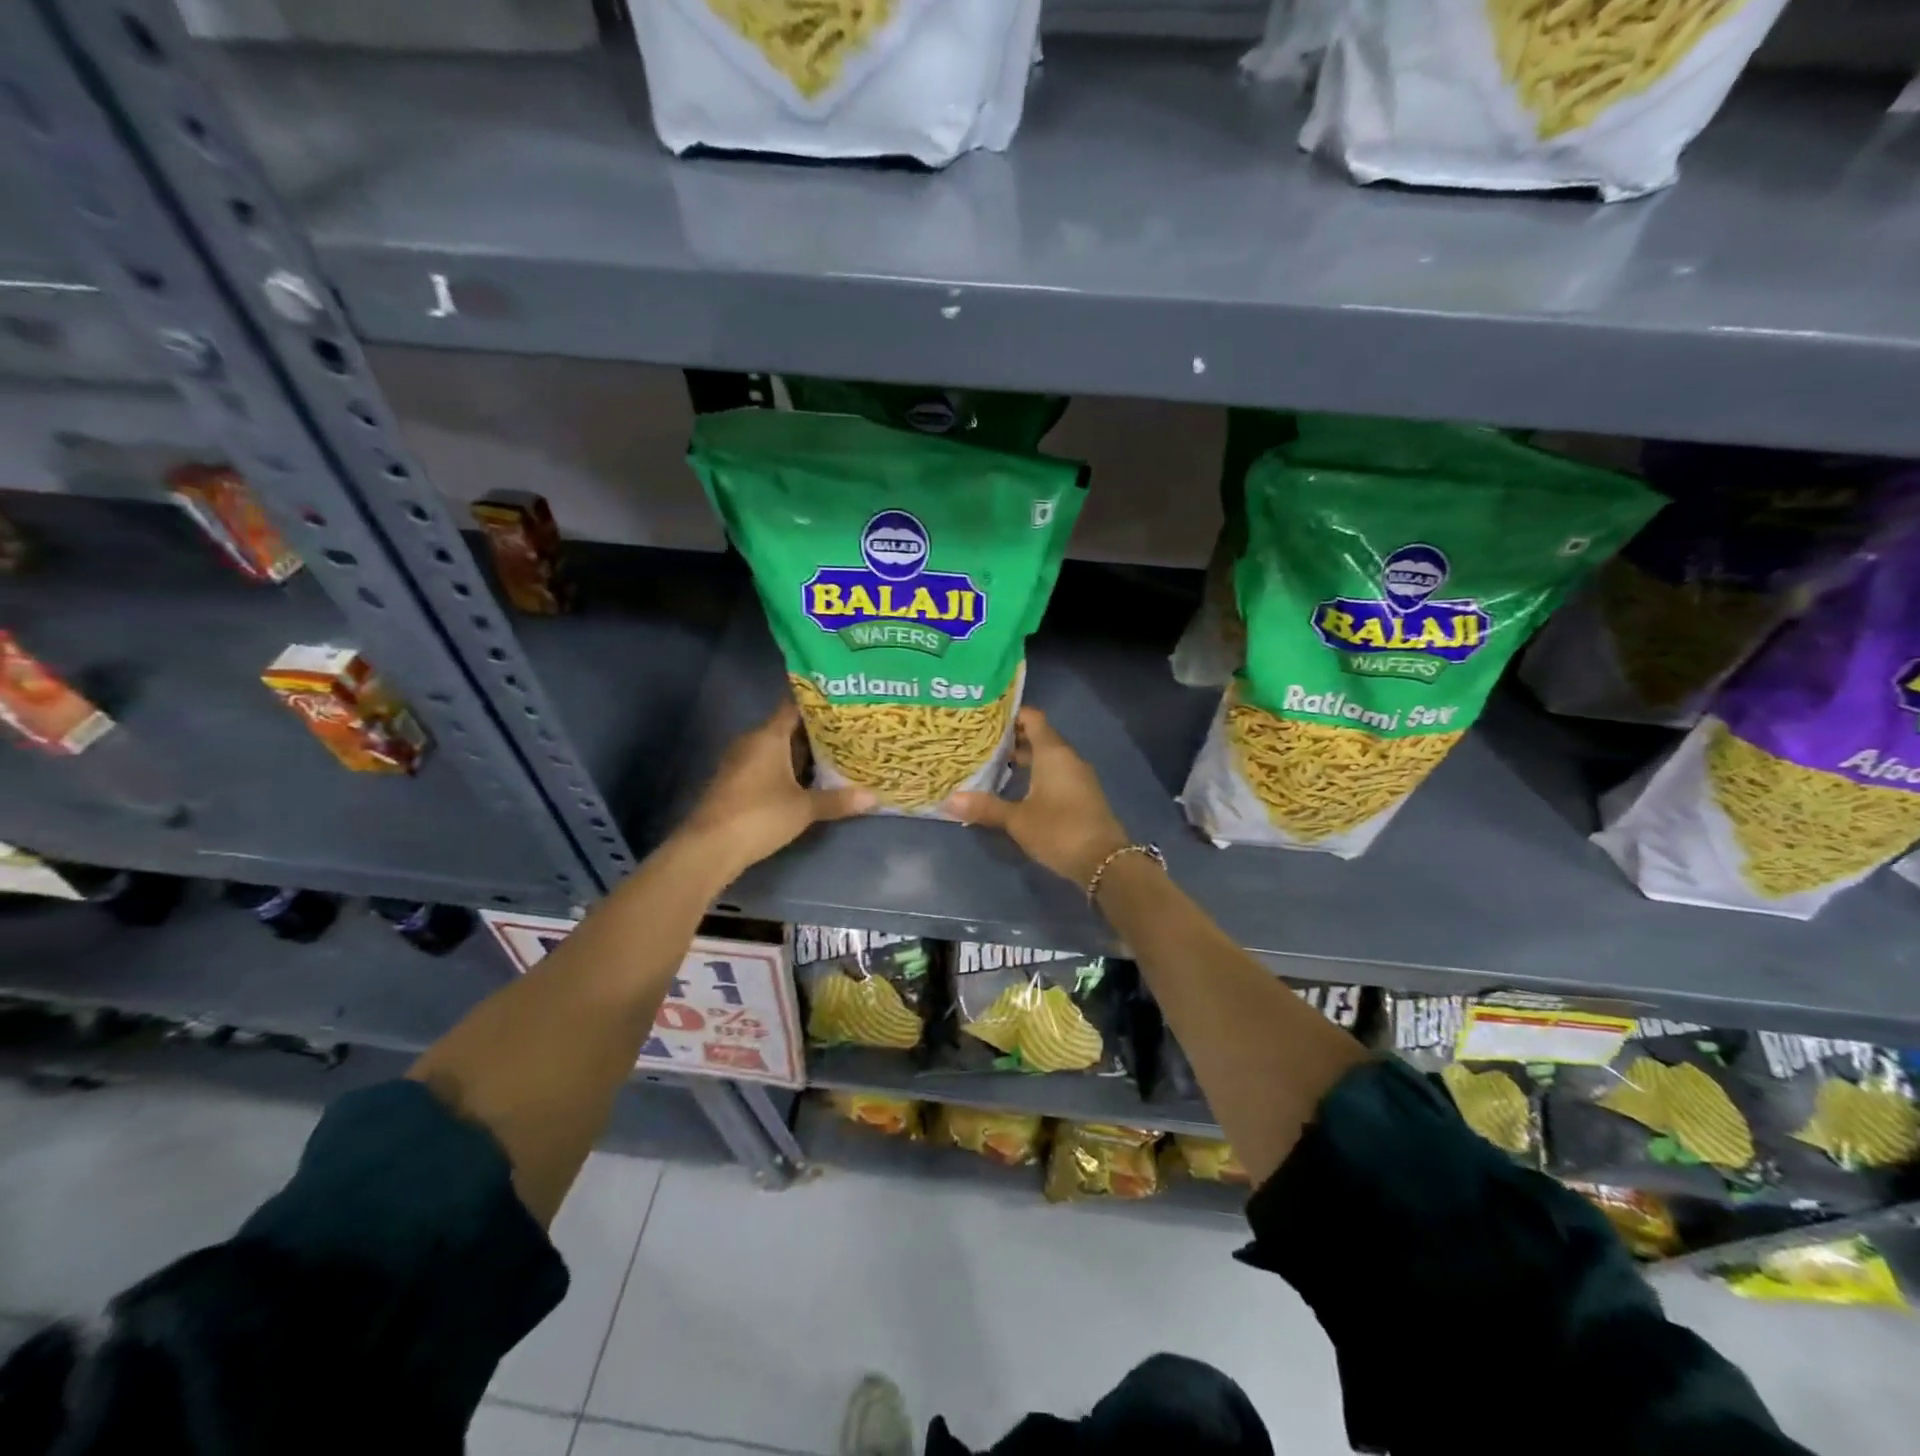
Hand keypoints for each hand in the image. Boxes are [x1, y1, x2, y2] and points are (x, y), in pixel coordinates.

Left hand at [679, 701, 874, 876]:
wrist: (710, 847)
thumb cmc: (759, 815)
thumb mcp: (805, 808)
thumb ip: (838, 800)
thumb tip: (874, 796)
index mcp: (768, 736)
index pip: (793, 706)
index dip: (817, 703)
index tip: (842, 703)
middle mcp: (752, 742)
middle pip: (787, 729)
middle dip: (816, 732)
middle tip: (849, 733)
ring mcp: (740, 763)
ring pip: (777, 750)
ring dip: (802, 754)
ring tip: (836, 756)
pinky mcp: (735, 784)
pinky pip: (767, 767)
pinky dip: (787, 770)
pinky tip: (808, 781)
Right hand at [944, 707, 1129, 888]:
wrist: (1104, 861)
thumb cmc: (1059, 830)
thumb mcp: (1017, 820)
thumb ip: (986, 807)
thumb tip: (949, 800)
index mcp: (1053, 753)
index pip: (1032, 718)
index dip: (1010, 714)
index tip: (985, 718)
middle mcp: (1067, 758)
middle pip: (1039, 736)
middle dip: (1012, 738)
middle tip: (981, 741)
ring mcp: (1077, 776)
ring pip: (1047, 756)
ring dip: (1024, 757)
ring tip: (993, 763)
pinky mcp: (1081, 794)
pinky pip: (1055, 773)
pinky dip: (1036, 773)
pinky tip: (1016, 787)